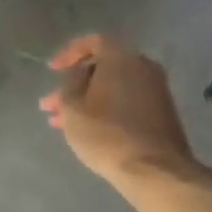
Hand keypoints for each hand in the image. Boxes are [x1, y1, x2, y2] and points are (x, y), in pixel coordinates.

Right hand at [38, 34, 194, 184]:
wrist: (154, 169)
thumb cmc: (106, 134)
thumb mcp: (72, 108)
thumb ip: (68, 85)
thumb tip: (76, 77)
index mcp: (122, 58)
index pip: (93, 41)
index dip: (69, 53)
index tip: (52, 70)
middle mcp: (143, 67)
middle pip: (103, 67)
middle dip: (73, 85)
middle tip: (51, 104)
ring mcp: (156, 90)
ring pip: (113, 88)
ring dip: (86, 101)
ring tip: (61, 122)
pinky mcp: (161, 113)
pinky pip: (126, 102)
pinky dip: (105, 110)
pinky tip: (87, 130)